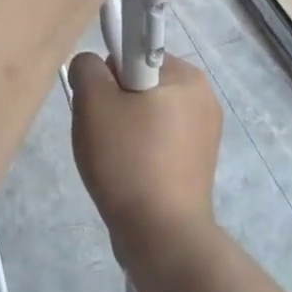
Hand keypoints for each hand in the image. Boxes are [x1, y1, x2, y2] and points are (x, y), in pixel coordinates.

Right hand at [69, 52, 222, 275]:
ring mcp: (204, 134)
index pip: (134, 53)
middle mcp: (203, 98)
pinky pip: (156, 142)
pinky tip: (126, 175)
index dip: (108, 75)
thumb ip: (87, 67)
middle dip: (114, 104)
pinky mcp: (197, 165)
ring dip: (122, 130)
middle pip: (139, 84)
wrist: (162, 238)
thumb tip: (92, 67)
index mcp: (186, 76)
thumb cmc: (129, 160)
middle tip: (102, 135)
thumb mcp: (94, 102)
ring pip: (144, 115)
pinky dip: (138, 152)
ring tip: (112, 160)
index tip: (100, 104)